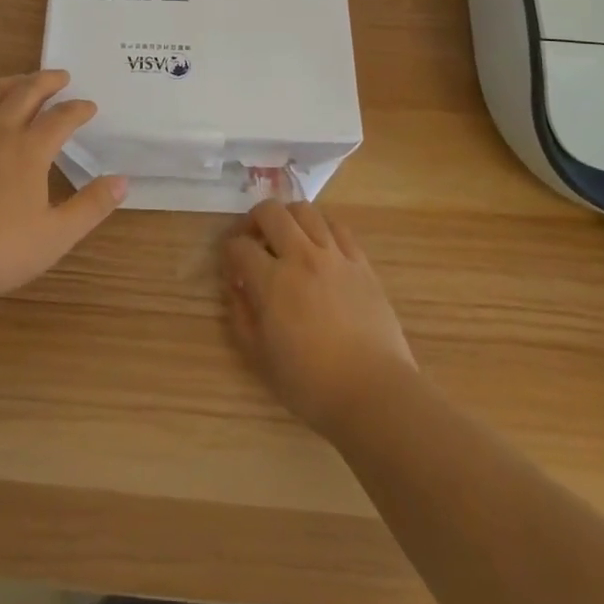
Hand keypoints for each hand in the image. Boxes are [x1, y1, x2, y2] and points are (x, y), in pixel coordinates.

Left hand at [0, 70, 126, 304]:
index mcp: (30, 150)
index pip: (61, 118)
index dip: (78, 109)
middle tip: (61, 76)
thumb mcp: (55, 236)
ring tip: (21, 81)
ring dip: (10, 83)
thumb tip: (122, 181)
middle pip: (25, 93)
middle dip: (46, 81)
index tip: (90, 106)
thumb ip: (91, 206)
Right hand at [222, 199, 415, 433]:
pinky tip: (318, 245)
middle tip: (252, 240)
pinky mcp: (361, 263)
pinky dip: (321, 227)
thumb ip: (241, 315)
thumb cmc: (311, 384)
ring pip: (305, 211)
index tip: (231, 266)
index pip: (239, 246)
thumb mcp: (260, 358)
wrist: (374, 392)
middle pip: (270, 212)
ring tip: (285, 238)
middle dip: (253, 220)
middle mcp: (301, 257)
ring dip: (288, 218)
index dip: (228, 252)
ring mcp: (334, 256)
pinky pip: (338, 227)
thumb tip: (235, 286)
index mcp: (272, 281)